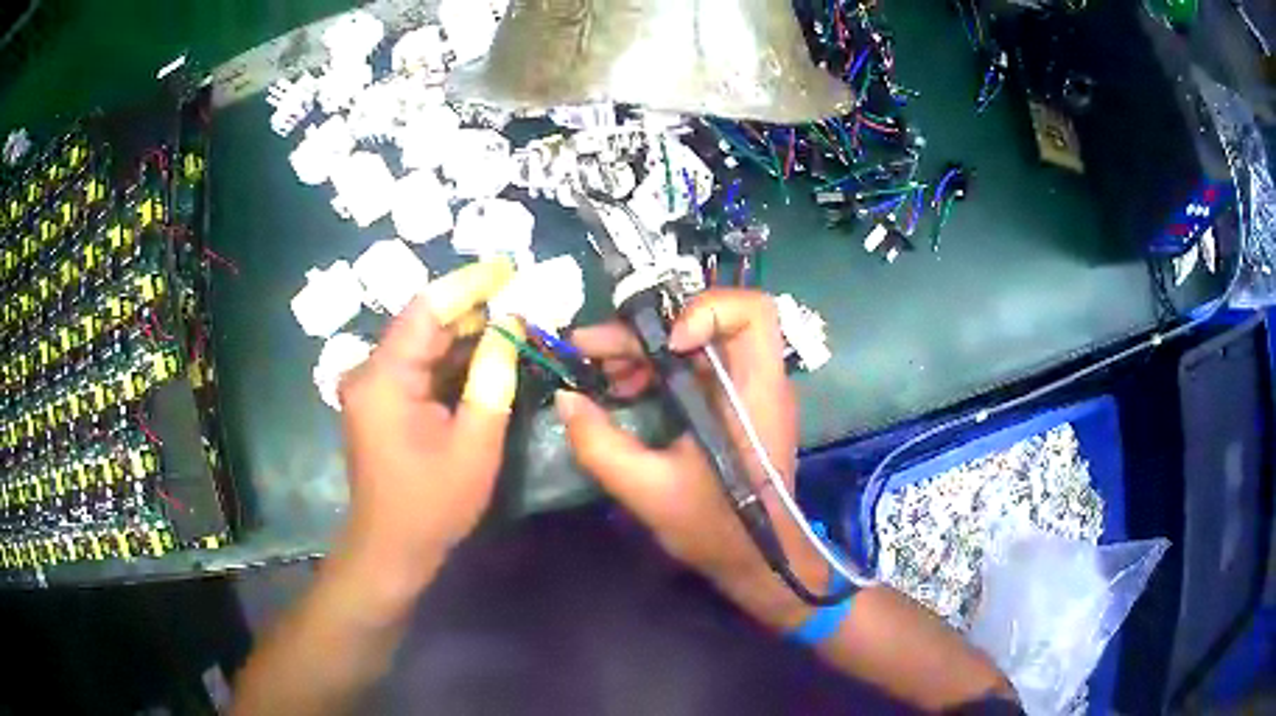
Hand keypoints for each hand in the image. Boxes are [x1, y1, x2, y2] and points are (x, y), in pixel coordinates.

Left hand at [335, 258, 520, 605]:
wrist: (391, 549)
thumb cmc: (432, 505)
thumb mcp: (474, 444)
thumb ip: (492, 379)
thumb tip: (509, 328)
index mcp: (385, 378)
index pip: (425, 309)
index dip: (468, 283)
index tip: (508, 267)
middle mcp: (370, 373)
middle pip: (423, 324)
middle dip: (472, 308)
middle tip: (522, 296)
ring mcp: (372, 387)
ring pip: (422, 344)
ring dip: (465, 334)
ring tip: (513, 322)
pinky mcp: (380, 402)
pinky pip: (418, 368)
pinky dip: (451, 360)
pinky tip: (486, 355)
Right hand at [557, 289, 824, 629]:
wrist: (758, 562)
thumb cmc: (717, 530)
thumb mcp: (648, 491)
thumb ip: (600, 445)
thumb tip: (565, 398)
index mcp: (755, 393)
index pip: (753, 312)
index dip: (707, 310)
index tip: (666, 345)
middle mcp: (756, 381)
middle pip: (708, 319)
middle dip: (645, 330)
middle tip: (592, 350)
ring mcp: (744, 391)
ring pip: (694, 340)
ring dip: (644, 349)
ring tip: (600, 373)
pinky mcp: (730, 405)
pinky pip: (691, 367)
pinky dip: (654, 370)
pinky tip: (621, 390)